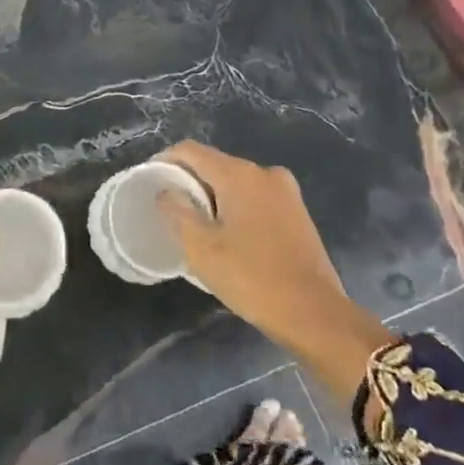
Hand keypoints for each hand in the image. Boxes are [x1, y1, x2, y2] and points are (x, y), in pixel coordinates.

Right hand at [157, 141, 394, 408]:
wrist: (314, 313)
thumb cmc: (251, 277)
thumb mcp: (201, 248)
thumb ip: (177, 212)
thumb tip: (166, 192)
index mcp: (239, 174)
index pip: (191, 151)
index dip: (165, 160)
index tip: (149, 179)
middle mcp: (265, 173)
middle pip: (216, 164)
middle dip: (190, 180)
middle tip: (169, 205)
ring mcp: (286, 192)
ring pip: (237, 182)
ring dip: (213, 195)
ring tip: (195, 221)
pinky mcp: (297, 212)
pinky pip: (256, 197)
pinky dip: (236, 206)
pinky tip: (228, 233)